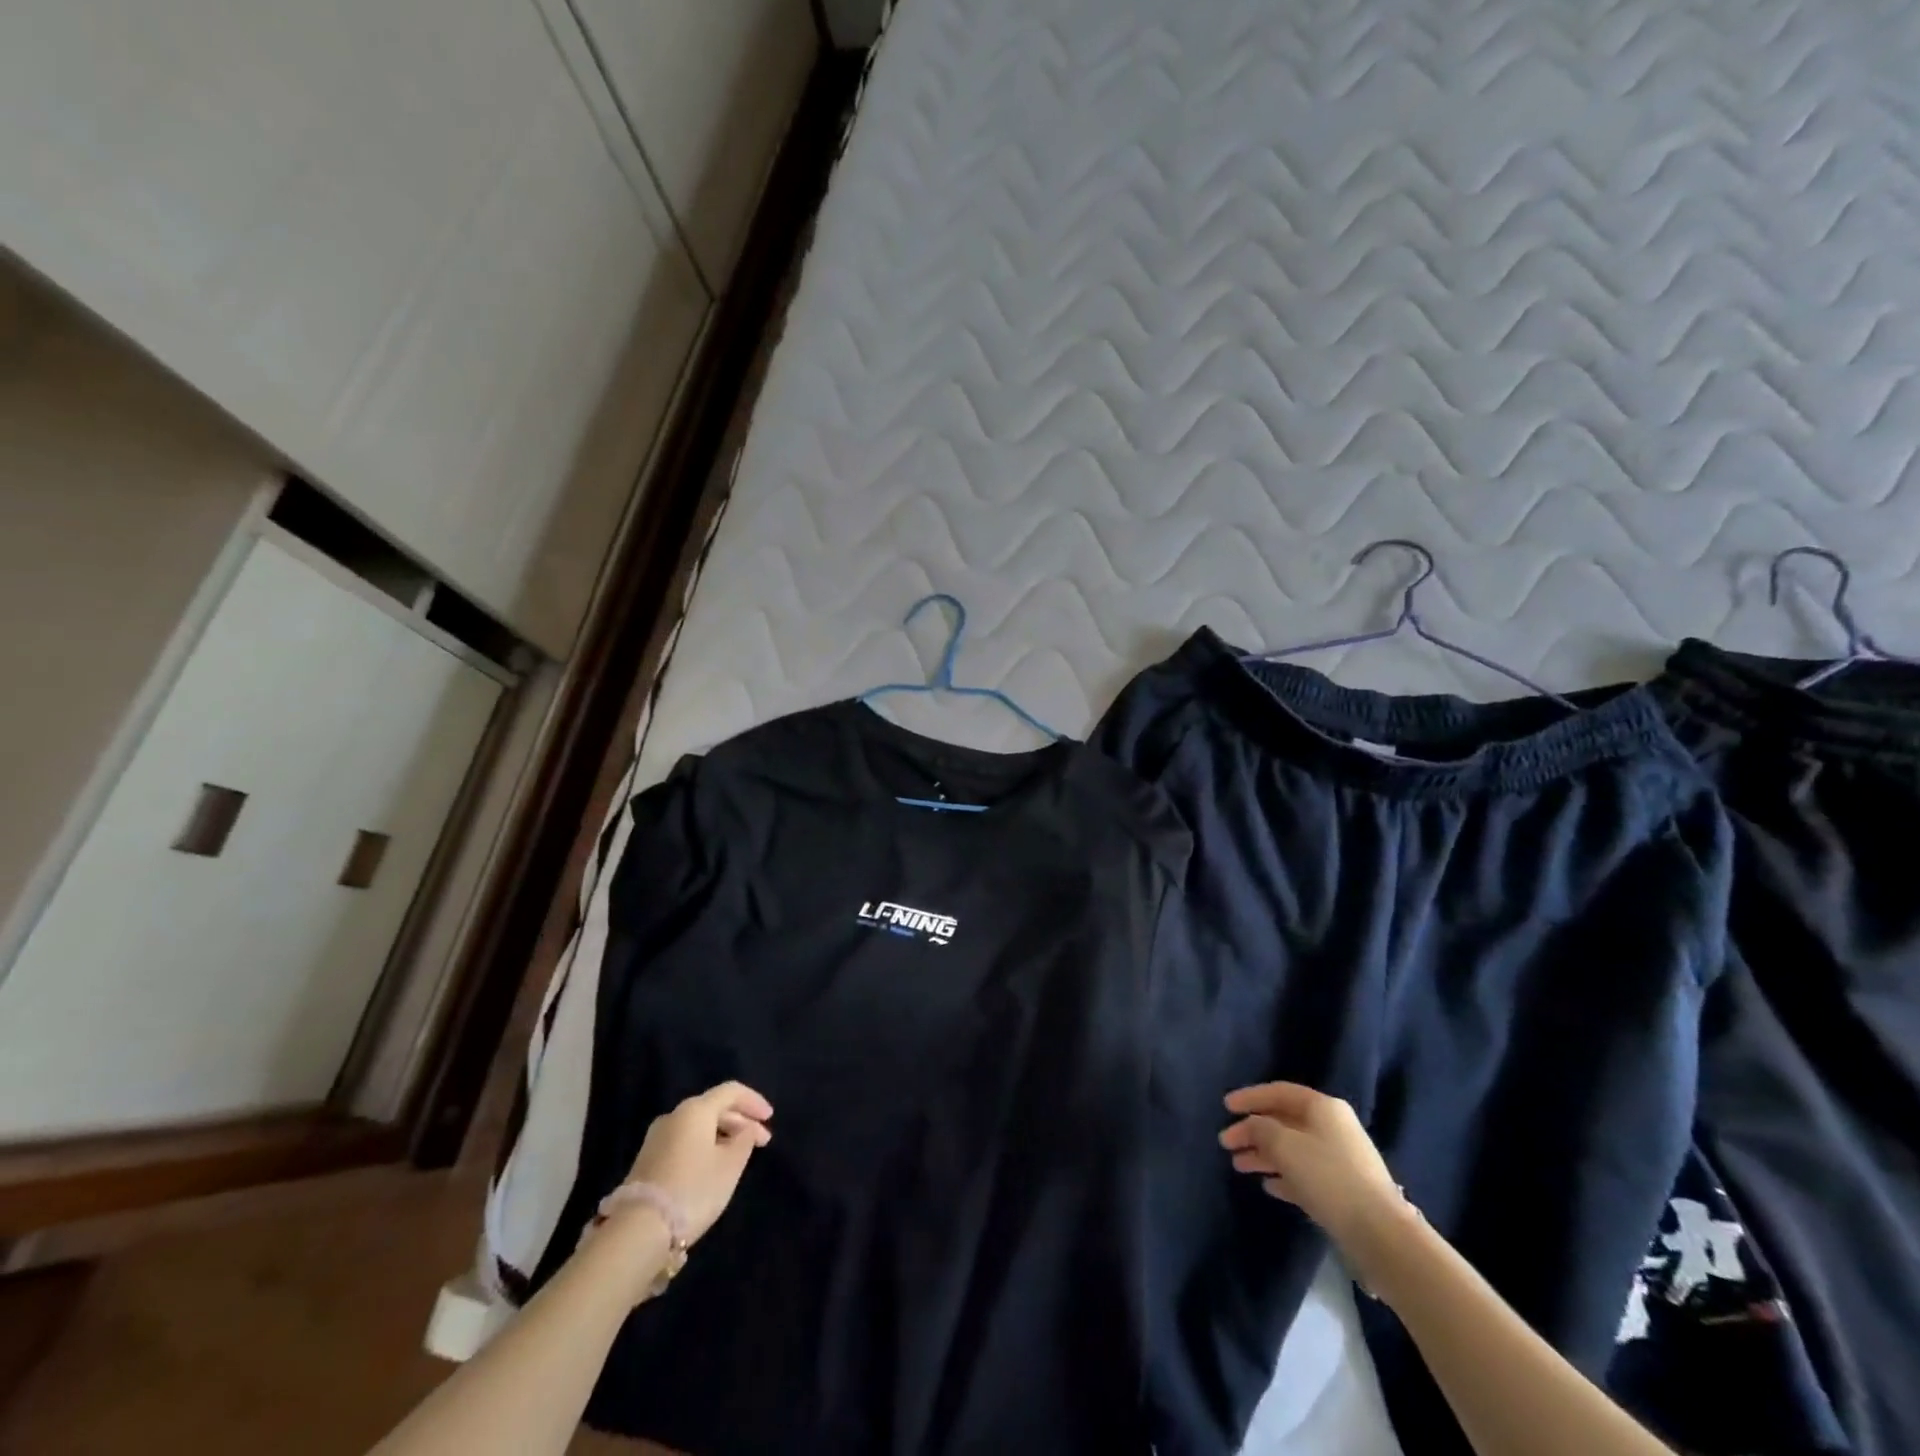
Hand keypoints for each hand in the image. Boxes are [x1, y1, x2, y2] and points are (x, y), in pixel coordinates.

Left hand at [625, 1081, 773, 1244]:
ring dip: (723, 1135)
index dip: (754, 1101)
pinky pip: (685, 1141)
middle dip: (741, 1121)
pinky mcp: (648, 1160)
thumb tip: (746, 1128)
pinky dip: (705, 1146)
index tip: (770, 1118)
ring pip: (699, 1126)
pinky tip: (714, 1165)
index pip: (731, 1091)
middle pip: (714, 1107)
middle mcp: (674, 1116)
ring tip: (740, 1155)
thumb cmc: (694, 1189)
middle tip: (762, 1141)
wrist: (639, 1230)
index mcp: (695, 1110)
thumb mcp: (731, 1165)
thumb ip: (745, 1140)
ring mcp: (657, 1138)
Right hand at [1219, 1082, 1415, 1278]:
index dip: (1249, 1097)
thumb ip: (1261, 1129)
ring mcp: (1340, 1159)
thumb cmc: (1328, 1177)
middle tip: (1226, 1143)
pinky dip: (1284, 1176)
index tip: (1225, 1108)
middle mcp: (1333, 1127)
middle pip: (1284, 1121)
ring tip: (1239, 1166)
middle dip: (1253, 1131)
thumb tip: (1252, 1126)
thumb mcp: (1284, 1145)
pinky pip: (1305, 1174)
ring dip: (1264, 1154)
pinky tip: (1268, 1185)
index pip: (1279, 1092)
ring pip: (1292, 1149)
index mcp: (1322, 1107)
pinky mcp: (1343, 1189)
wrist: (1379, 1233)